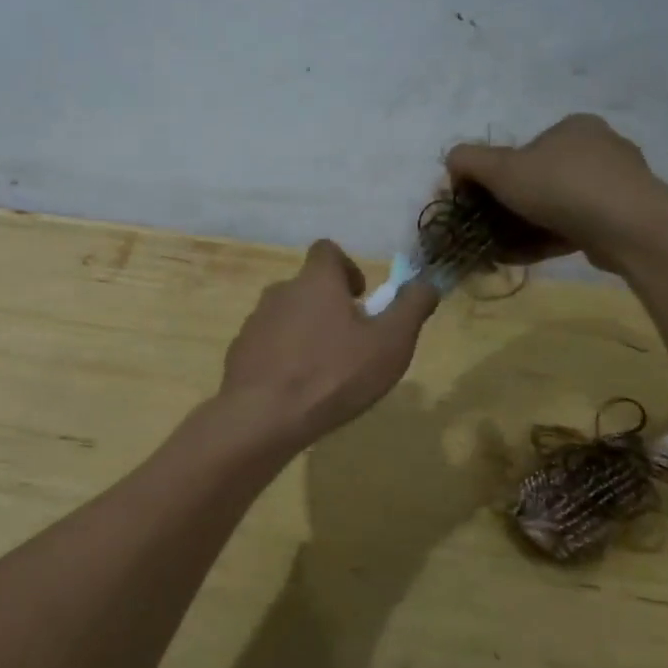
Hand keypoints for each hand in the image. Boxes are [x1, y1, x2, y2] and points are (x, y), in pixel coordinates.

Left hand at [219, 240, 439, 445]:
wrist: (263, 416)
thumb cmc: (334, 374)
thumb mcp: (390, 343)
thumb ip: (412, 307)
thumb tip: (427, 282)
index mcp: (315, 281)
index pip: (327, 251)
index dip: (347, 268)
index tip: (362, 298)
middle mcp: (280, 292)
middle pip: (308, 287)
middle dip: (330, 308)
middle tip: (351, 343)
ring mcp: (255, 322)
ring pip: (287, 317)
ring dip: (306, 333)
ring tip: (324, 371)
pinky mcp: (240, 352)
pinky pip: (268, 345)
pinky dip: (284, 358)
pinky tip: (296, 390)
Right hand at [445, 114, 667, 272]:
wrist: (629, 227)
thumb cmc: (561, 187)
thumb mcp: (501, 168)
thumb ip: (468, 160)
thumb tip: (452, 162)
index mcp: (572, 127)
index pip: (521, 150)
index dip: (493, 178)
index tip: (476, 203)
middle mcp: (598, 148)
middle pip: (536, 181)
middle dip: (507, 208)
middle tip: (487, 231)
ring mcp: (615, 185)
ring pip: (554, 207)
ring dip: (522, 228)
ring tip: (501, 250)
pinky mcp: (623, 218)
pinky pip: (574, 227)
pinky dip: (545, 240)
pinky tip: (523, 257)